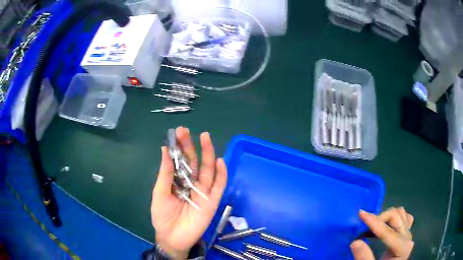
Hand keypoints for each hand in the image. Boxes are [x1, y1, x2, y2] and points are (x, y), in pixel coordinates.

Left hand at [151, 127, 227, 259]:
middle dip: (191, 146)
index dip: (180, 146)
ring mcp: (203, 192)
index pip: (181, 160)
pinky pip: (219, 186)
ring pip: (208, 170)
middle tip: (187, 131)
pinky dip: (221, 174)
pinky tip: (219, 161)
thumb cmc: (162, 216)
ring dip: (208, 154)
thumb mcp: (160, 193)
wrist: (172, 237)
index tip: (179, 132)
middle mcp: (191, 183)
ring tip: (206, 138)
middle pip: (194, 162)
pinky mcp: (212, 201)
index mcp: (178, 181)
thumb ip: (165, 173)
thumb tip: (165, 149)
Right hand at [350, 207, 413, 259]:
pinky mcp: (406, 233)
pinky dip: (395, 217)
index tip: (360, 214)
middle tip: (364, 226)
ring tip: (373, 227)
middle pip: (396, 216)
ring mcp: (408, 234)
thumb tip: (355, 242)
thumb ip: (364, 257)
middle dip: (379, 218)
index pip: (387, 231)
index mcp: (402, 248)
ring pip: (400, 213)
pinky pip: (404, 217)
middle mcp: (407, 237)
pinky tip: (386, 225)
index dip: (374, 222)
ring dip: (386, 216)